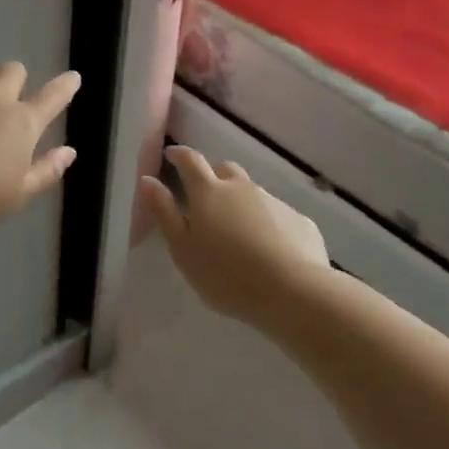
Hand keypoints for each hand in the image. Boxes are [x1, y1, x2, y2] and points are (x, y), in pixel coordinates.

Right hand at [139, 145, 326, 325]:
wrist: (295, 293)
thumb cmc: (227, 275)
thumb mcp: (183, 249)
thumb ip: (164, 212)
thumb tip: (148, 180)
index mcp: (209, 192)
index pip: (190, 160)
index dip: (179, 154)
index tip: (171, 155)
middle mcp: (242, 188)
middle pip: (225, 170)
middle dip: (213, 177)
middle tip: (205, 199)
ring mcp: (274, 202)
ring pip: (252, 193)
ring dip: (241, 203)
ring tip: (238, 233)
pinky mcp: (300, 221)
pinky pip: (278, 215)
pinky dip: (269, 224)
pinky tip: (270, 251)